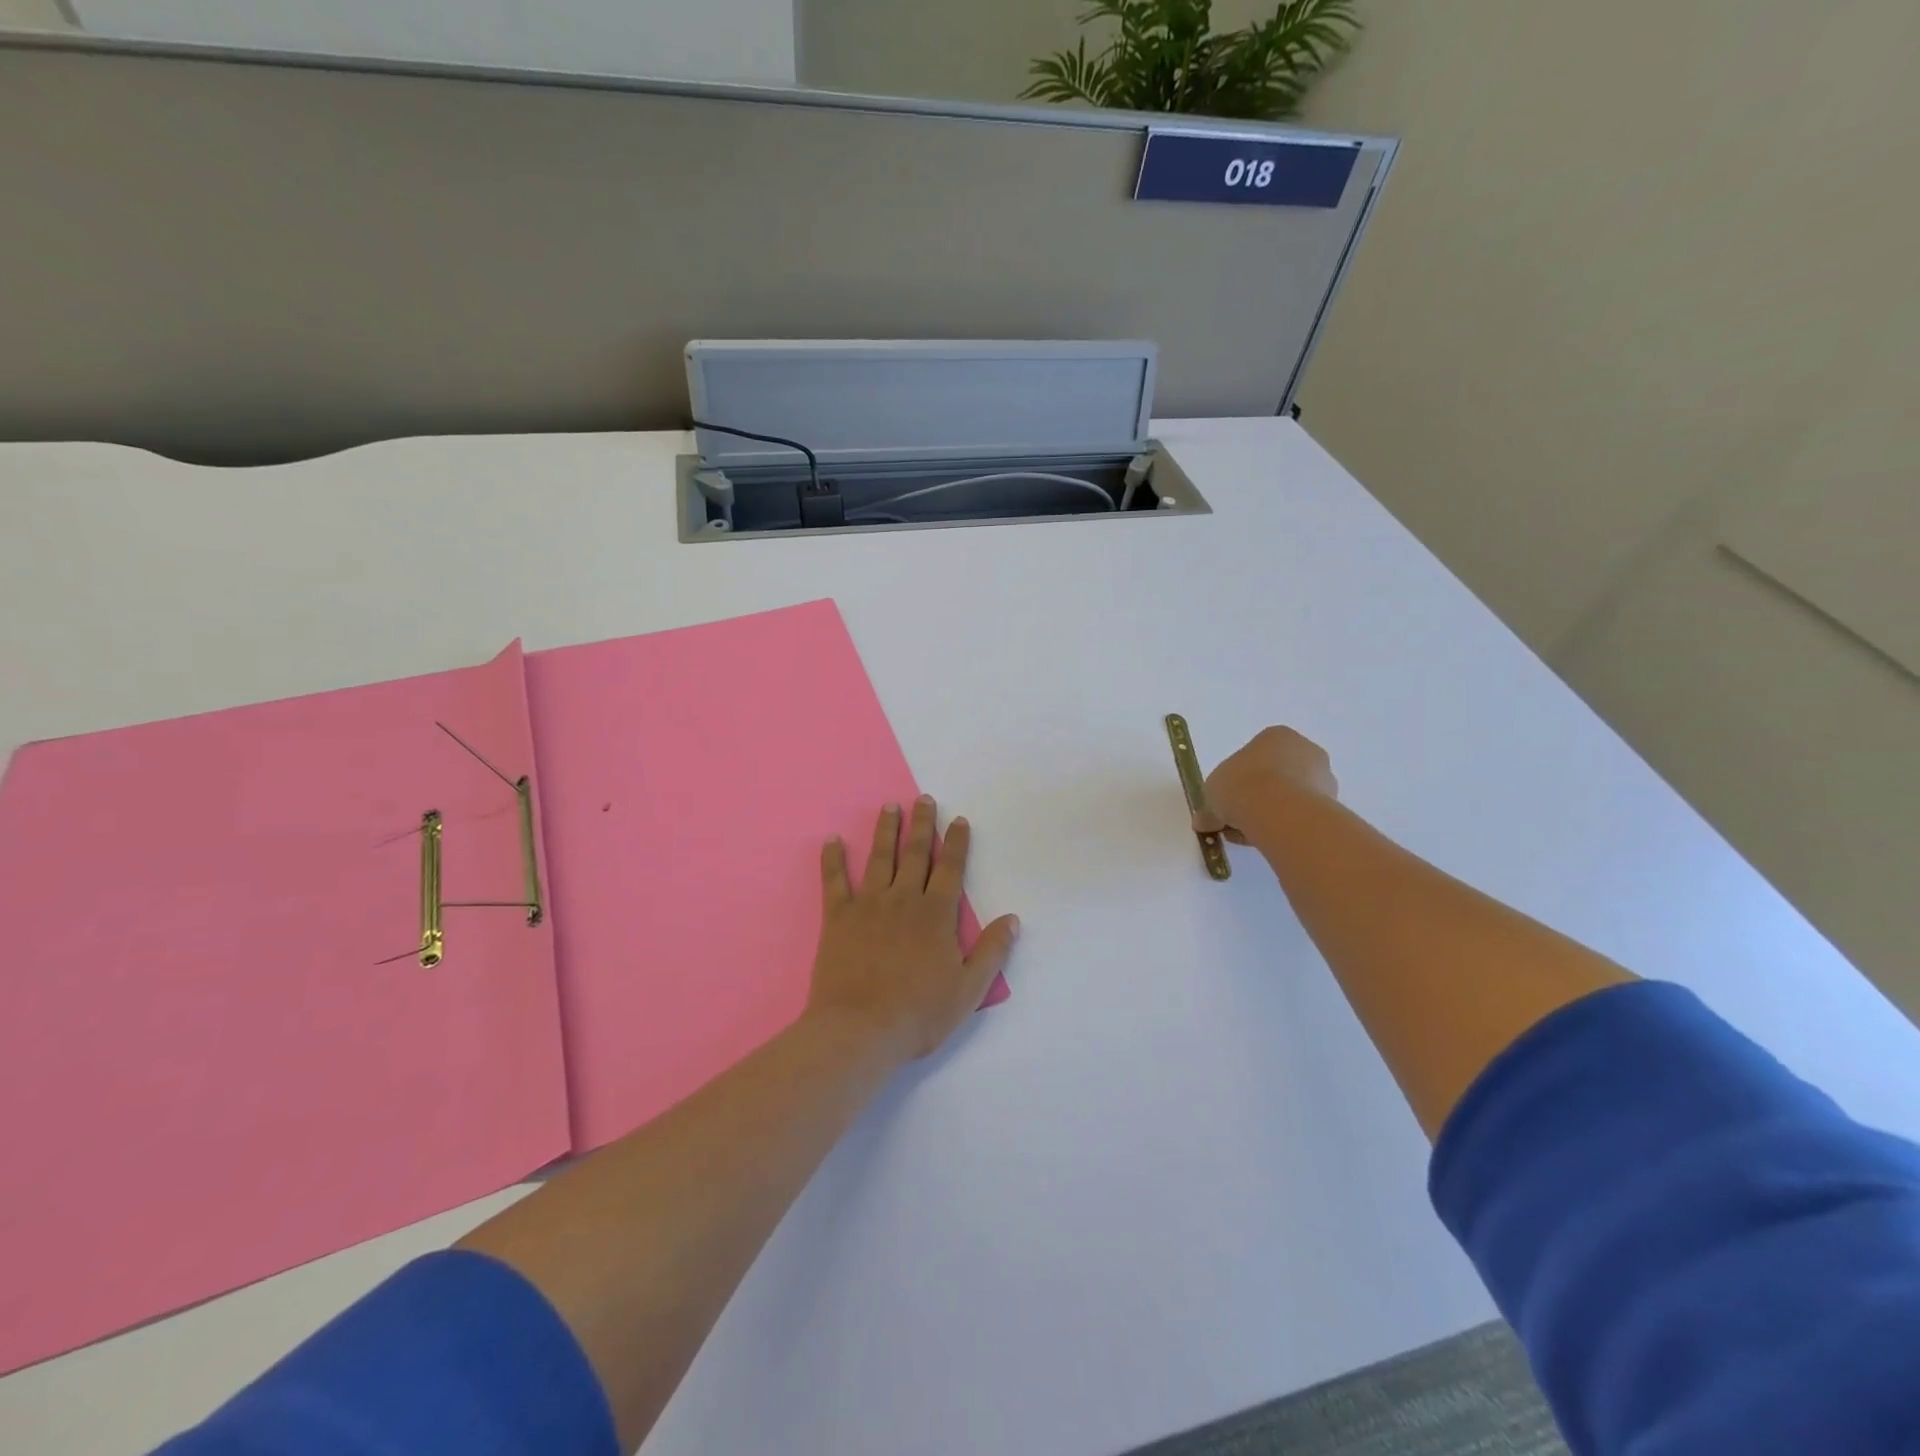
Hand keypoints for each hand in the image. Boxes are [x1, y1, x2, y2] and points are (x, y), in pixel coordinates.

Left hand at [808, 796, 1018, 1062]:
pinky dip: (832, 859)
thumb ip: (991, 952)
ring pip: (879, 858)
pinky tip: (831, 840)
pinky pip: (834, 881)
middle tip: (923, 798)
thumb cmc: (919, 1013)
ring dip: (885, 830)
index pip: (950, 869)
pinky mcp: (838, 918)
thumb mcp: (968, 989)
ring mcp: (868, 905)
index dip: (956, 843)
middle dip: (922, 824)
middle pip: (915, 854)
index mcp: (936, 915)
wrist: (860, 1030)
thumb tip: (1012, 919)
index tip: (959, 820)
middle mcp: (904, 900)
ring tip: (889, 806)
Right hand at [1193, 726, 1339, 845]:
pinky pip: (1302, 815)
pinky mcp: (1332, 804)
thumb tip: (1203, 822)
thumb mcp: (1211, 792)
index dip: (1237, 780)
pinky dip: (1287, 827)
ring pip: (1290, 797)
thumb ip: (1209, 807)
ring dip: (1272, 814)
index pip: (1254, 756)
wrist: (1278, 810)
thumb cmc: (1241, 785)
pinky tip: (1270, 840)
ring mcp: (1323, 777)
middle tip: (1237, 821)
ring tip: (1251, 835)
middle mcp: (1304, 750)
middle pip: (1276, 775)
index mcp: (1275, 736)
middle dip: (1257, 798)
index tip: (1226, 801)